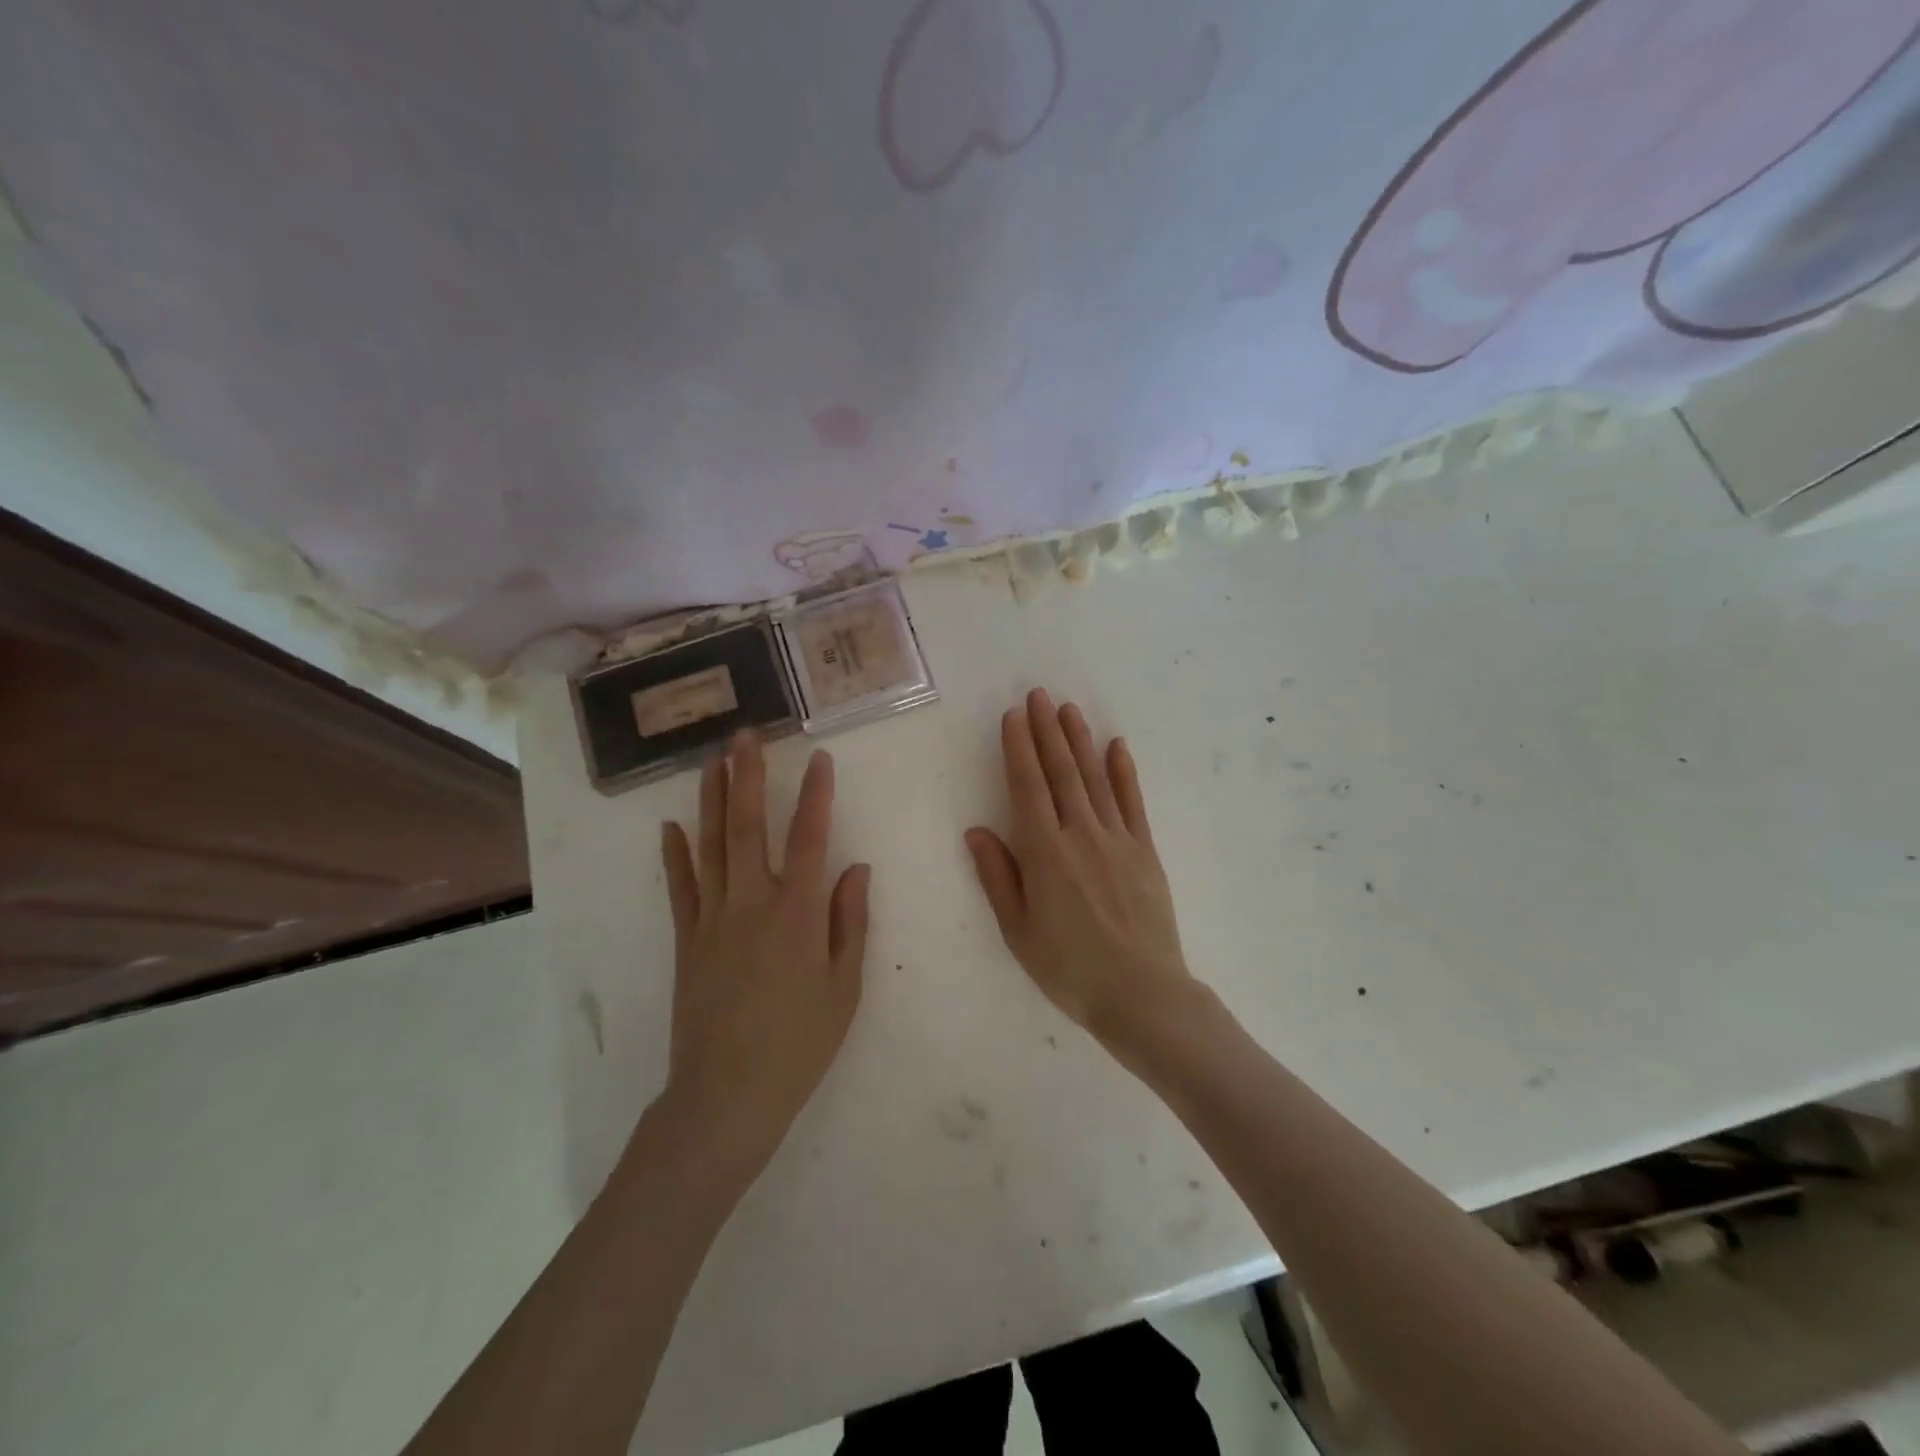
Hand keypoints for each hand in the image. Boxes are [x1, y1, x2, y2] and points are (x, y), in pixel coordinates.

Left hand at [658, 732, 869, 1174]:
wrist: (726, 1097)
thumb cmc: (799, 1045)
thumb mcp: (844, 988)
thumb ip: (851, 922)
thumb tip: (856, 867)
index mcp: (798, 915)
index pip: (810, 840)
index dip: (818, 796)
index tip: (821, 759)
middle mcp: (752, 904)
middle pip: (749, 828)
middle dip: (748, 778)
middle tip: (744, 736)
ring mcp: (712, 920)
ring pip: (711, 847)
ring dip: (713, 800)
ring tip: (713, 762)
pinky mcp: (687, 940)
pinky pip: (680, 887)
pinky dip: (675, 854)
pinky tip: (671, 825)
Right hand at [965, 689, 1198, 1054]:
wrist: (1142, 995)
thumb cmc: (1070, 969)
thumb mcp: (1018, 932)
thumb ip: (998, 877)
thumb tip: (977, 830)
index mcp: (1046, 854)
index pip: (1027, 787)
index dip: (1019, 748)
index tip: (1013, 716)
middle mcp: (1081, 835)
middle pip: (1061, 773)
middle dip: (1047, 731)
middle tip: (1039, 695)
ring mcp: (1118, 839)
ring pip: (1095, 778)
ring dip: (1080, 741)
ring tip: (1069, 709)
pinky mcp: (1145, 851)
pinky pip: (1133, 802)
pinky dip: (1124, 772)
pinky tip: (1117, 746)